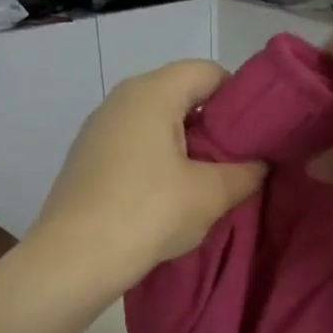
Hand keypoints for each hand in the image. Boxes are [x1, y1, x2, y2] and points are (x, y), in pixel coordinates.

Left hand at [31, 59, 264, 290]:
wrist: (73, 260)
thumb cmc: (148, 214)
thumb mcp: (210, 195)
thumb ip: (246, 173)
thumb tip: (260, 165)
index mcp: (151, 93)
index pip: (208, 72)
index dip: (239, 98)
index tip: (255, 134)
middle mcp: (120, 100)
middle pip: (181, 95)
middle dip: (214, 126)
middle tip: (236, 162)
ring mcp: (98, 129)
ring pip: (157, 124)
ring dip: (186, 148)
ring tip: (205, 185)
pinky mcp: (87, 159)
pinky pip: (134, 147)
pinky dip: (158, 162)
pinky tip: (167, 199)